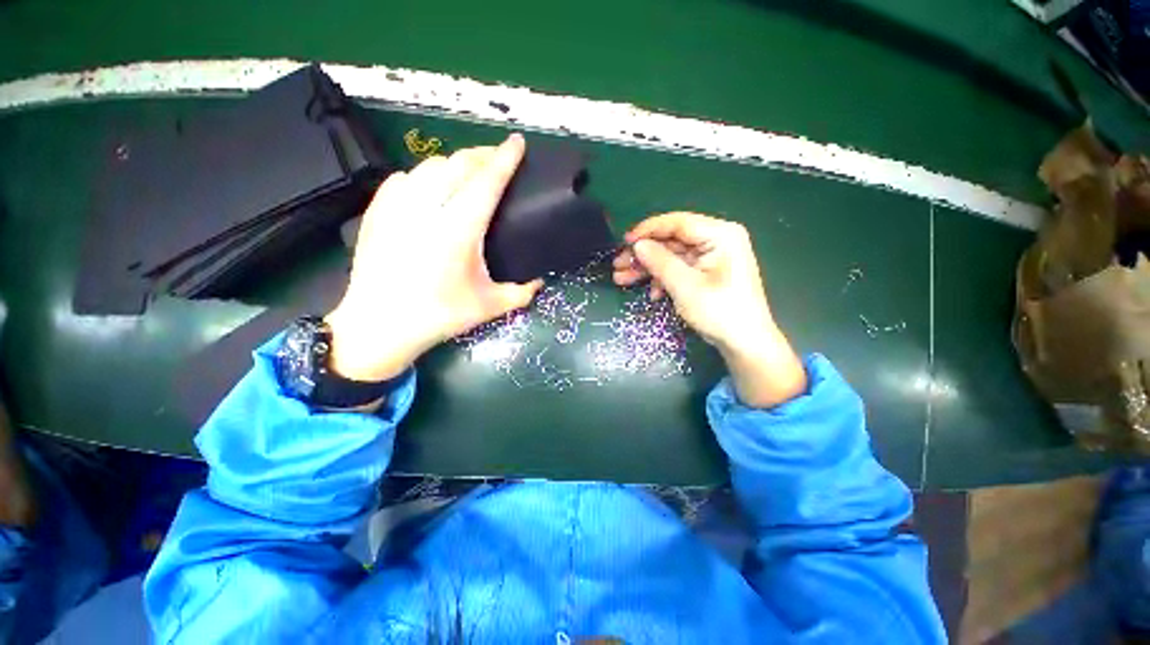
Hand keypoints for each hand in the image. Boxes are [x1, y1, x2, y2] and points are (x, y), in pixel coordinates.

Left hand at [325, 134, 542, 381]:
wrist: (380, 326)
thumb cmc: (439, 316)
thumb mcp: (489, 307)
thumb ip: (521, 293)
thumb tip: (540, 282)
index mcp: (459, 231)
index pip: (487, 182)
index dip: (505, 159)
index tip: (517, 142)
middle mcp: (428, 209)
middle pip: (459, 164)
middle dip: (483, 155)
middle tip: (498, 158)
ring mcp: (398, 207)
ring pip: (430, 165)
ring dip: (454, 163)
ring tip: (467, 173)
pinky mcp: (377, 211)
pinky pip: (405, 178)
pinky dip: (423, 175)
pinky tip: (429, 188)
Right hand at [613, 212, 806, 406]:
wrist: (745, 344)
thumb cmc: (720, 312)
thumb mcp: (685, 286)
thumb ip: (660, 262)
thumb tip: (637, 245)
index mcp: (720, 234)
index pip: (677, 223)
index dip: (648, 230)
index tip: (624, 241)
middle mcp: (716, 240)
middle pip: (672, 240)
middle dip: (644, 254)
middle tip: (618, 265)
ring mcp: (711, 257)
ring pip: (672, 256)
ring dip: (648, 268)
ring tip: (621, 279)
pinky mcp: (707, 273)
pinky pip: (679, 269)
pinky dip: (663, 279)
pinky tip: (651, 294)